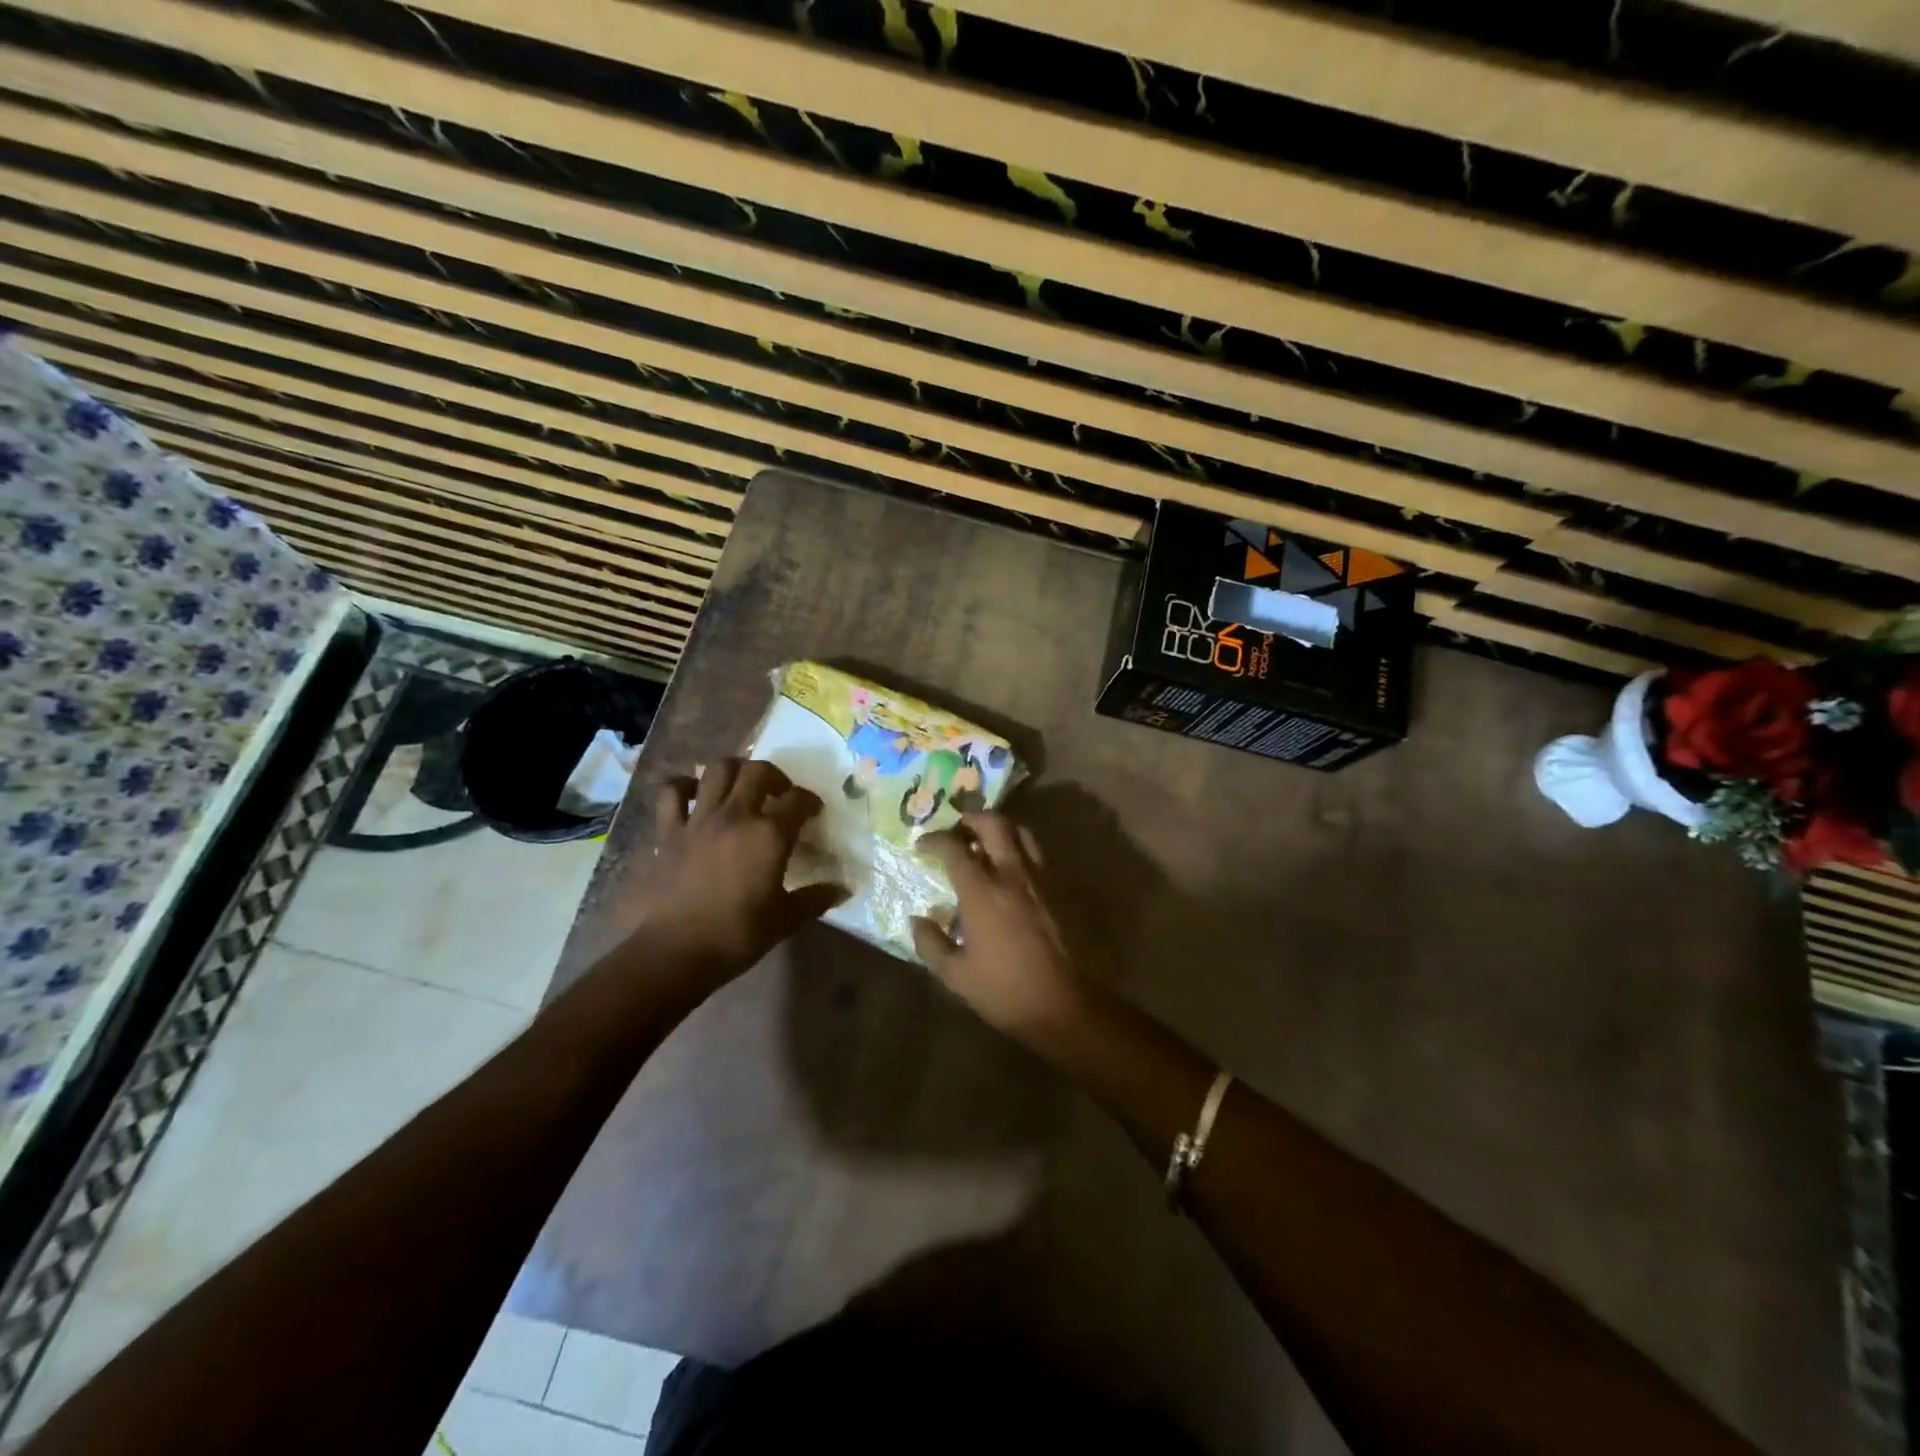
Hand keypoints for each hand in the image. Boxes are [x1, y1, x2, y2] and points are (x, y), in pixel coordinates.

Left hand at [633, 758, 844, 983]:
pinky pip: (672, 792)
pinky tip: (695, 794)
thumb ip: (816, 898)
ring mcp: (699, 819)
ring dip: (735, 770)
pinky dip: (684, 786)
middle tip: (780, 793)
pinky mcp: (668, 831)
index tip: (814, 812)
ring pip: (718, 769)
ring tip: (742, 785)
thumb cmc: (737, 935)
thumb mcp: (785, 919)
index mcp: (769, 835)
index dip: (810, 801)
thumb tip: (844, 889)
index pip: (798, 800)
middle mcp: (736, 815)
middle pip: (759, 771)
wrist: (675, 952)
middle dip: (775, 776)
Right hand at [911, 813, 1089, 1043]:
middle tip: (956, 831)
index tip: (922, 844)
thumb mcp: (956, 974)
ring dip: (998, 829)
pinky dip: (1017, 848)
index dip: (934, 840)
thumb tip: (916, 920)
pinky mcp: (1056, 890)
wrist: (1062, 1003)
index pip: (954, 848)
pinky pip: (1035, 854)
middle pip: (993, 824)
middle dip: (971, 819)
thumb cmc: (1004, 990)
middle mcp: (1012, 874)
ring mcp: (1038, 879)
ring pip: (1020, 833)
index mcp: (982, 892)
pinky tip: (1007, 870)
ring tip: (982, 843)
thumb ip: (931, 943)